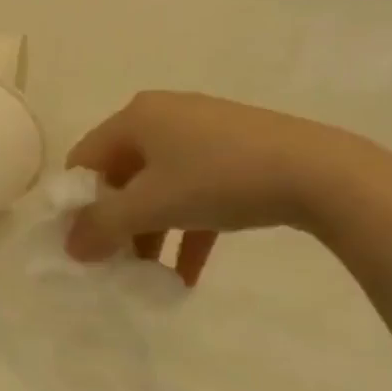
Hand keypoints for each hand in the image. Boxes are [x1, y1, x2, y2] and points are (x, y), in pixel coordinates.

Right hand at [65, 93, 372, 281]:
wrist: (322, 173)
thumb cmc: (218, 179)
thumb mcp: (151, 206)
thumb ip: (102, 226)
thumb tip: (69, 247)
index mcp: (136, 117)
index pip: (85, 159)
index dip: (76, 202)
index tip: (82, 242)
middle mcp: (164, 116)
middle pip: (122, 175)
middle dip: (117, 222)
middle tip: (116, 261)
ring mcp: (204, 132)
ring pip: (161, 186)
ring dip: (152, 231)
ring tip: (151, 274)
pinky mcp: (237, 151)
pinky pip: (197, 191)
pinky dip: (188, 228)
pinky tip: (189, 274)